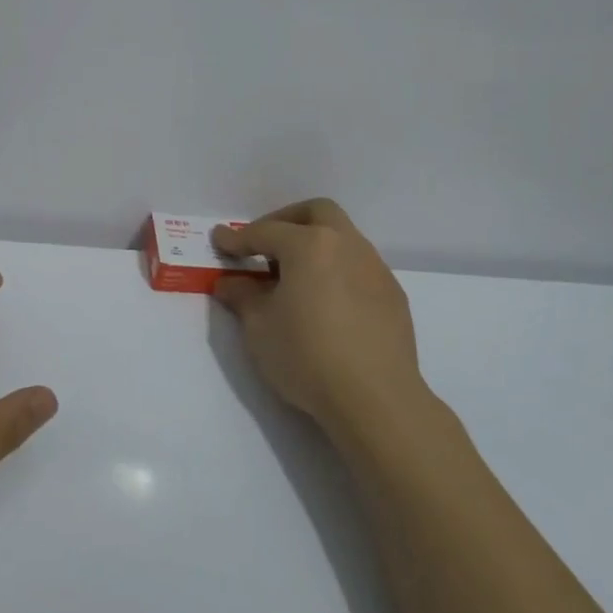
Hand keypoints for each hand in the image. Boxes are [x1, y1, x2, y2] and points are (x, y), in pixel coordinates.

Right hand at [212, 199, 428, 443]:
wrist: (375, 399)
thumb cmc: (307, 356)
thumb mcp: (260, 327)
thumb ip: (243, 296)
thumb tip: (230, 282)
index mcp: (310, 245)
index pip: (265, 232)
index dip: (237, 238)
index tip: (220, 241)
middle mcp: (346, 245)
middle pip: (316, 213)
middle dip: (286, 221)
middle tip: (264, 246)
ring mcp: (375, 268)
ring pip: (342, 238)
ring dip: (315, 245)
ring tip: (294, 278)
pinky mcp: (392, 295)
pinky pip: (358, 267)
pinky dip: (336, 271)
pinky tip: (326, 303)